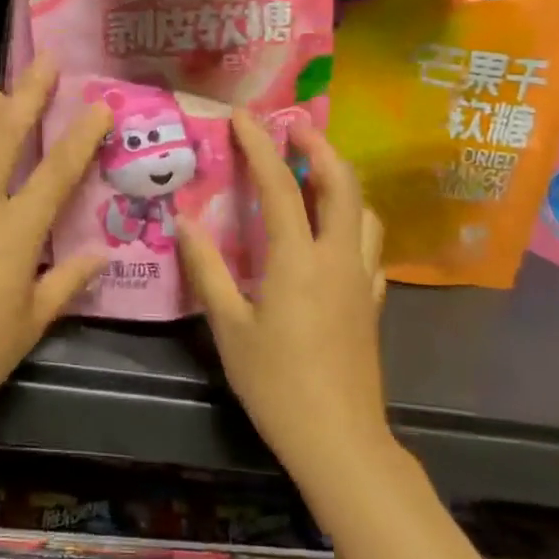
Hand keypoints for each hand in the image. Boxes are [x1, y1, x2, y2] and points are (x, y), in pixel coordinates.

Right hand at [177, 113, 389, 485]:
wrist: (339, 440)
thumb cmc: (276, 383)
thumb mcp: (228, 327)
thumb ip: (206, 270)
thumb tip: (185, 222)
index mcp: (298, 259)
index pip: (280, 187)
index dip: (260, 147)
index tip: (243, 118)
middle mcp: (337, 258)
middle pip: (342, 185)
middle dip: (319, 149)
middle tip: (293, 130)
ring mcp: (361, 280)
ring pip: (364, 213)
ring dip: (342, 183)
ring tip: (315, 174)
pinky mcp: (372, 304)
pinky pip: (369, 249)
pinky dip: (353, 225)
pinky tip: (334, 236)